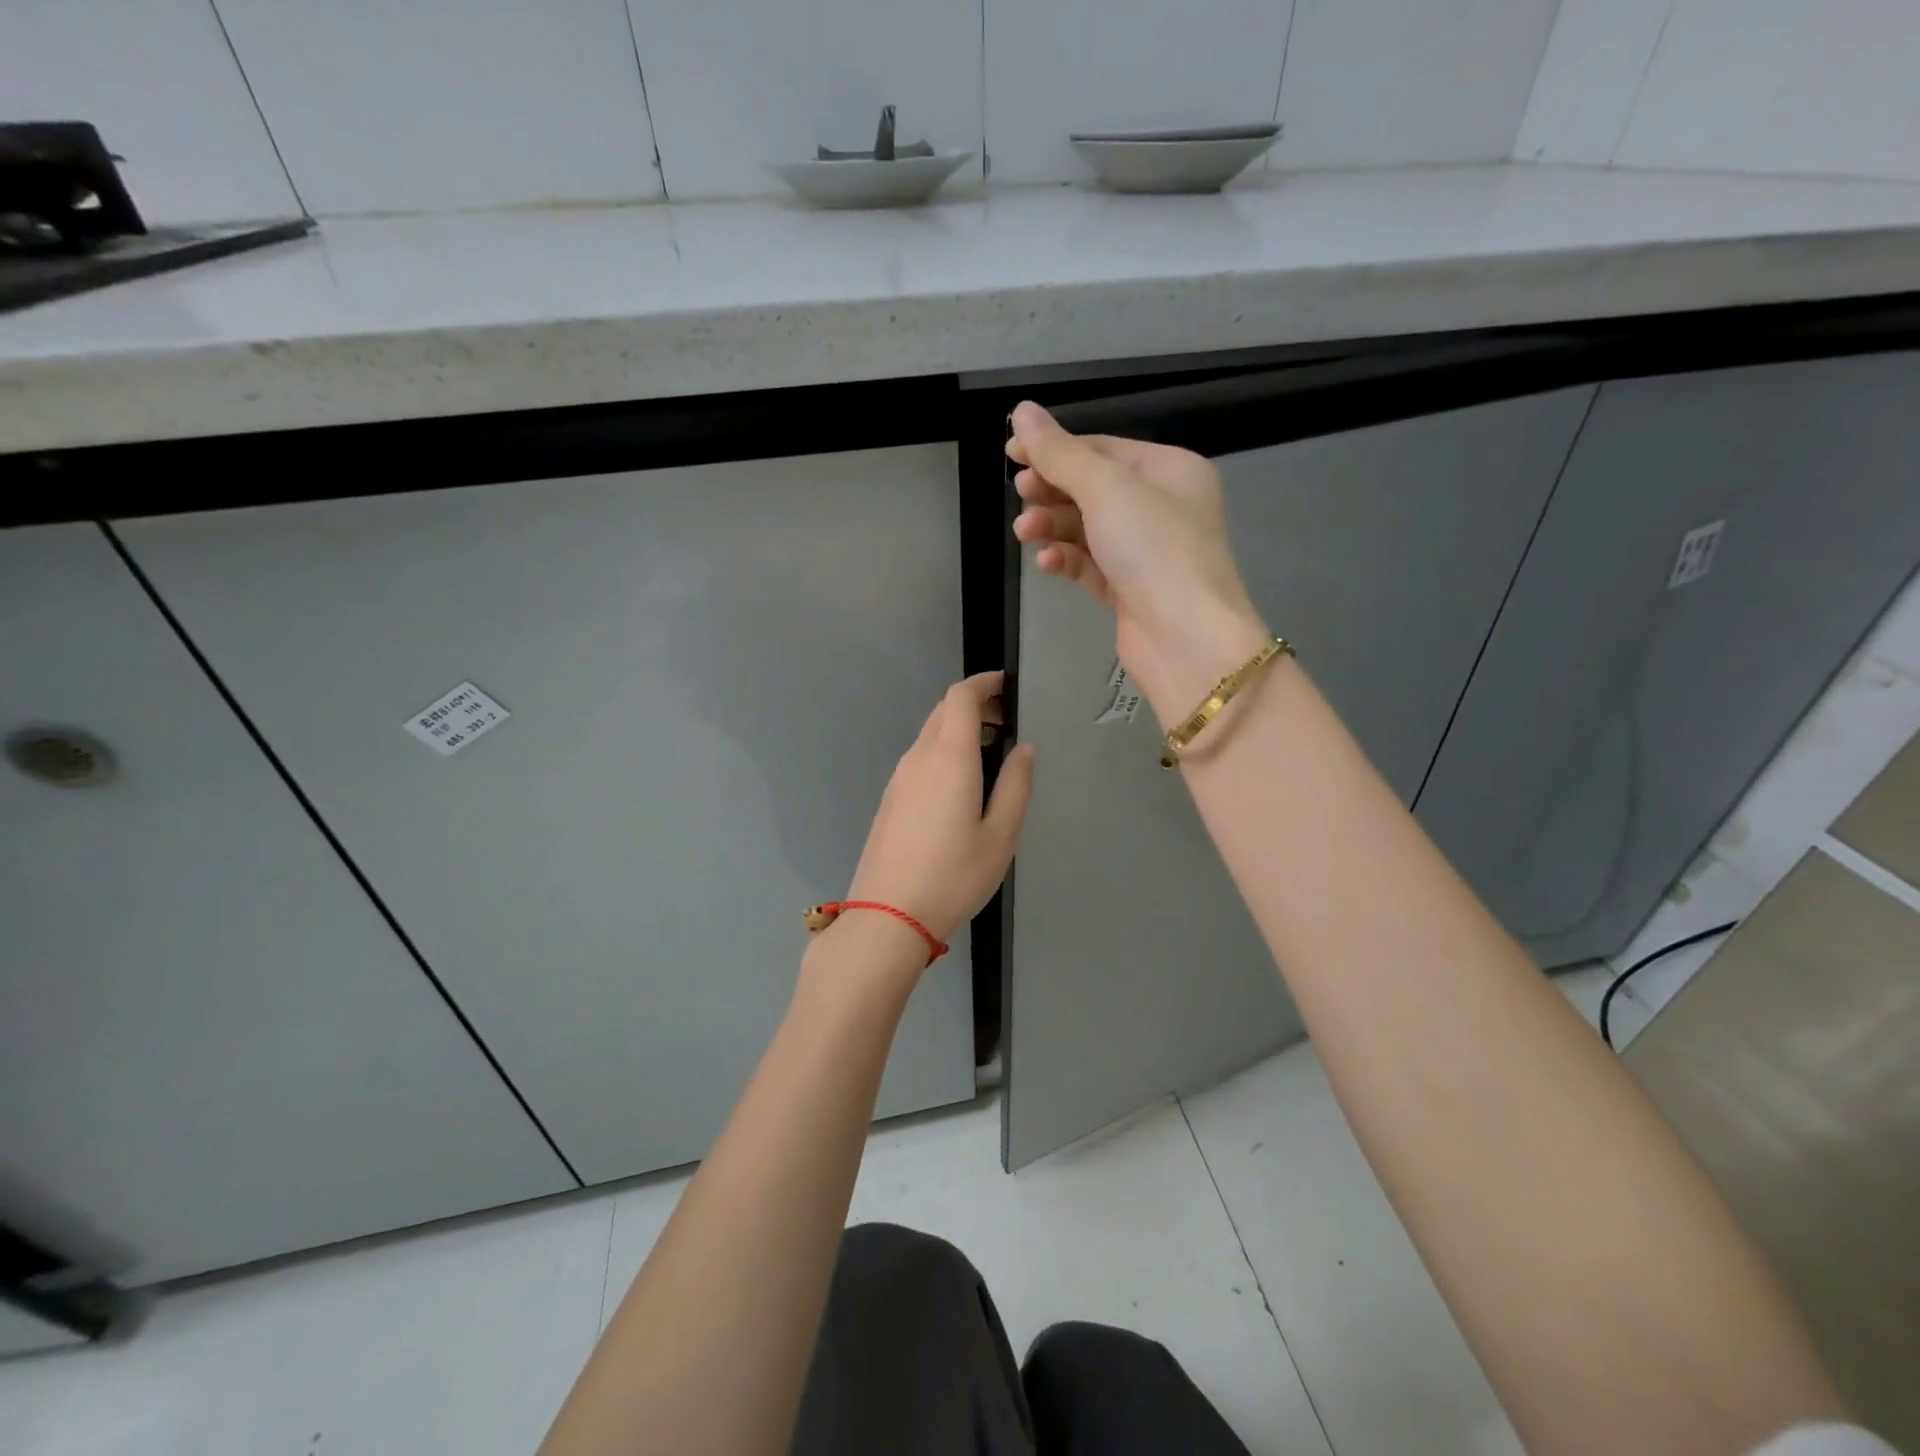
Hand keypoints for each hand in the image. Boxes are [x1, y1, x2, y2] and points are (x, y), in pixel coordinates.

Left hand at [842, 672, 1034, 947]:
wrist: (887, 916)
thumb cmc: (953, 876)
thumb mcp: (1001, 836)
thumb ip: (1016, 786)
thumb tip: (1024, 749)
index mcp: (949, 757)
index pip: (960, 697)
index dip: (984, 682)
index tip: (1006, 685)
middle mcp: (918, 758)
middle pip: (943, 711)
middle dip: (974, 704)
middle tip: (1006, 720)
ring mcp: (898, 779)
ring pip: (929, 734)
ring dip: (958, 729)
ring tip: (990, 752)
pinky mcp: (890, 800)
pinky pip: (918, 759)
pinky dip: (943, 751)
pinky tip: (960, 783)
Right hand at [1007, 401, 1269, 718]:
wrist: (1186, 639)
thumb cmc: (1154, 549)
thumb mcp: (1106, 489)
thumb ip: (1060, 453)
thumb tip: (1022, 410)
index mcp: (1169, 470)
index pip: (1103, 449)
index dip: (1055, 448)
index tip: (1010, 453)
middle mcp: (1161, 507)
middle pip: (1093, 488)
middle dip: (1052, 490)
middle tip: (1019, 493)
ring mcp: (1146, 552)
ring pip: (1088, 528)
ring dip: (1053, 526)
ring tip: (1024, 532)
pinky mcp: (1129, 590)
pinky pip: (1090, 565)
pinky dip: (1067, 559)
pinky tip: (1047, 562)